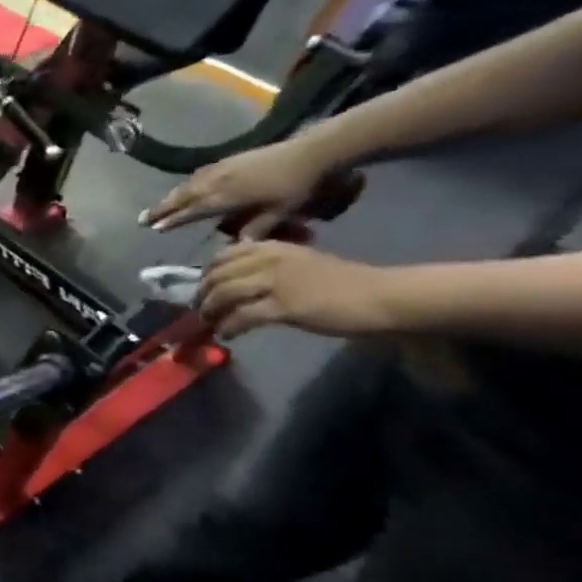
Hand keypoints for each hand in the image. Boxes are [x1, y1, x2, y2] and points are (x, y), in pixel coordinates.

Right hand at [143, 140, 340, 234]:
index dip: (173, 220)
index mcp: (227, 196)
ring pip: (188, 185)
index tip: (155, 228)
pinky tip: (185, 186)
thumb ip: (256, 228)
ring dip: (170, 196)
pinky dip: (186, 184)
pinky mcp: (228, 160)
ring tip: (157, 206)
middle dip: (161, 208)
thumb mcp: (281, 212)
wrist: (313, 151)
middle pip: (182, 196)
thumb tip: (235, 247)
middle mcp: (218, 181)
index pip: (193, 211)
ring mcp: (222, 169)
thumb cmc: (298, 185)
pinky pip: (198, 175)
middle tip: (142, 219)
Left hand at [198, 241, 398, 339]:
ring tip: (209, 323)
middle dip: (203, 294)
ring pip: (224, 295)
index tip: (203, 288)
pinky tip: (226, 334)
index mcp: (273, 247)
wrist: (381, 296)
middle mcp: (269, 260)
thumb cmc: (343, 281)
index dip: (207, 274)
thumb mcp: (299, 262)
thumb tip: (235, 278)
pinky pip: (242, 316)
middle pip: (218, 276)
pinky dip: (229, 326)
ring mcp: (276, 282)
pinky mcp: (285, 306)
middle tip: (200, 310)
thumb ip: (268, 265)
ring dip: (211, 311)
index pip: (223, 256)